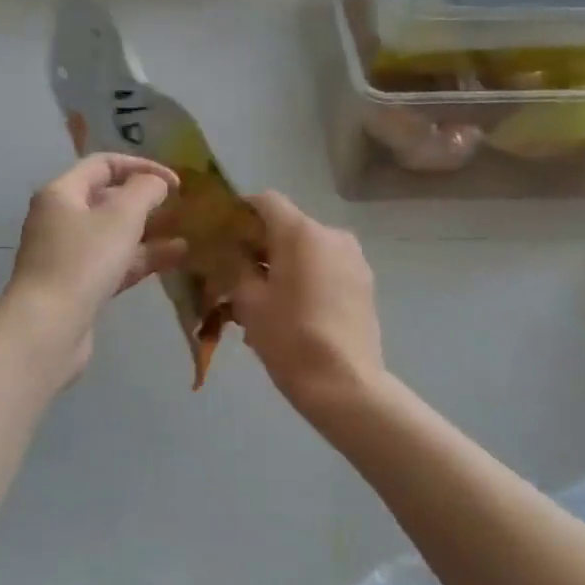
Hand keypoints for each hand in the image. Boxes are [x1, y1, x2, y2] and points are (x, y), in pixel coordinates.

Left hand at [2, 154, 187, 378]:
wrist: (48, 327)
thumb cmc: (83, 262)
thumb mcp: (121, 217)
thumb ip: (145, 191)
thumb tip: (157, 183)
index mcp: (61, 193)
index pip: (103, 165)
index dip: (141, 167)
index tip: (175, 183)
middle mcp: (59, 220)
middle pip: (106, 200)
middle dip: (144, 202)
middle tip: (178, 208)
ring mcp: (66, 256)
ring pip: (112, 236)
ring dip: (147, 234)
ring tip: (185, 236)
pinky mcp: (76, 287)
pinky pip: (112, 264)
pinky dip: (139, 259)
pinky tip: (173, 259)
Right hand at [229, 191, 384, 418]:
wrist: (344, 384)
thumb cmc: (289, 338)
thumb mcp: (249, 301)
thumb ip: (235, 265)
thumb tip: (228, 250)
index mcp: (301, 233)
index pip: (265, 201)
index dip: (239, 212)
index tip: (221, 236)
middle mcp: (332, 235)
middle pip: (287, 226)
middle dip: (259, 244)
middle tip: (235, 274)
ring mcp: (353, 259)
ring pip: (307, 249)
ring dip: (282, 264)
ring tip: (262, 299)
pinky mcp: (363, 283)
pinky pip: (325, 268)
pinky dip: (304, 278)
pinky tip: (289, 309)